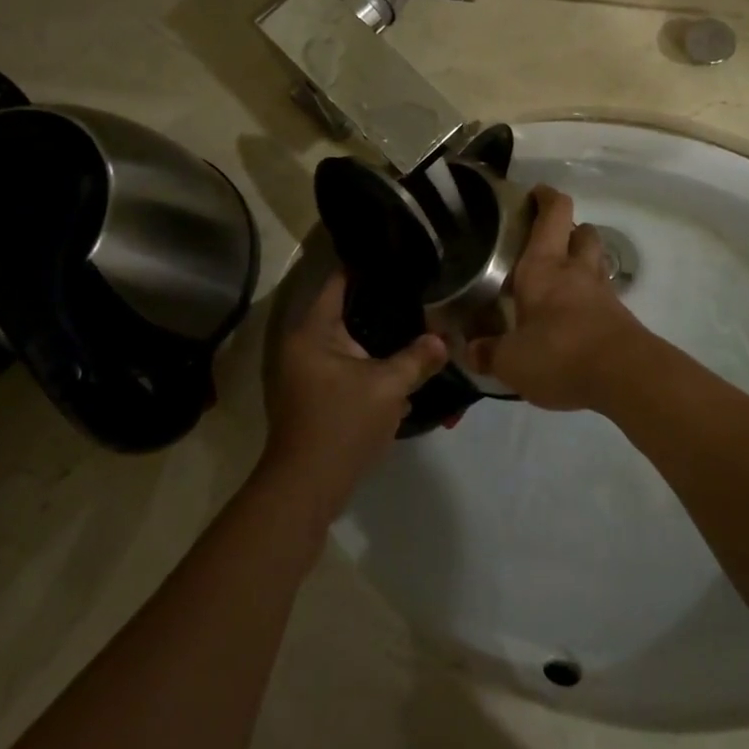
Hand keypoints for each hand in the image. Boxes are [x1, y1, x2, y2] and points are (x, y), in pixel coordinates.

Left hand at [265, 272, 447, 506]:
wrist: (306, 488)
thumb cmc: (341, 425)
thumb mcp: (388, 388)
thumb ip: (417, 359)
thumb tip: (443, 340)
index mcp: (313, 333)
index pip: (338, 283)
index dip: (367, 268)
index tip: (397, 260)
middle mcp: (305, 346)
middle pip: (347, 314)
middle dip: (383, 309)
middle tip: (419, 297)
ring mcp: (308, 373)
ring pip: (350, 345)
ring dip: (380, 344)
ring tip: (418, 330)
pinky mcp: (317, 397)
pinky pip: (348, 370)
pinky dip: (371, 369)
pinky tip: (404, 370)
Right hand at [464, 186, 649, 410]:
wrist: (625, 376)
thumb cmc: (559, 354)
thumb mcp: (511, 361)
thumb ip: (489, 353)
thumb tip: (470, 351)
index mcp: (544, 266)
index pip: (553, 213)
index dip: (546, 197)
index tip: (534, 194)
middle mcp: (575, 269)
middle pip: (581, 230)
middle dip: (567, 229)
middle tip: (545, 243)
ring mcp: (602, 291)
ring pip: (595, 259)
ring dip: (581, 260)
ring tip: (559, 278)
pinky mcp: (620, 316)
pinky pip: (603, 293)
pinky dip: (590, 296)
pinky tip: (574, 316)